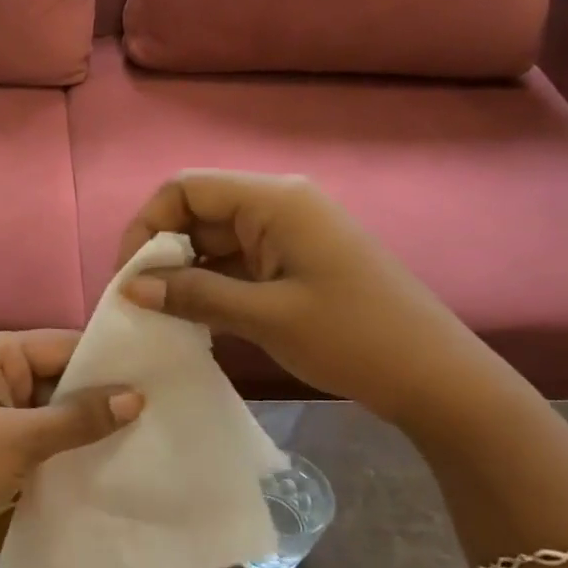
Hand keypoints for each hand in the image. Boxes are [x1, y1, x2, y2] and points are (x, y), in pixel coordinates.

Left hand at [0, 331, 142, 567]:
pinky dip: (70, 448)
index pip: (60, 344)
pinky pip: (43, 437)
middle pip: (59, 375)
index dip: (107, 361)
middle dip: (102, 395)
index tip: (160, 376)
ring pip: (54, 410)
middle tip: (164, 409)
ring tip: (149, 435)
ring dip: (89, 425)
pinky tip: (111, 460)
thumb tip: (136, 396)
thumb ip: (78, 417)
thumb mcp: (20, 440)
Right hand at [117, 171, 508, 429]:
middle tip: (140, 302)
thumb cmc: (353, 338)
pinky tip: (195, 317)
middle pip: (198, 212)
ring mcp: (290, 234)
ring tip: (162, 315)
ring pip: (215, 239)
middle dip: (162, 252)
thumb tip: (131, 287)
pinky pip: (237, 262)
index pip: (185, 189)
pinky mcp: (296, 262)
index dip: (147, 226)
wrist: (438, 378)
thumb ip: (193, 295)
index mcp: (274, 201)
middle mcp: (279, 205)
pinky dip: (211, 284)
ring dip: (185, 272)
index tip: (129, 277)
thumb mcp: (264, 317)